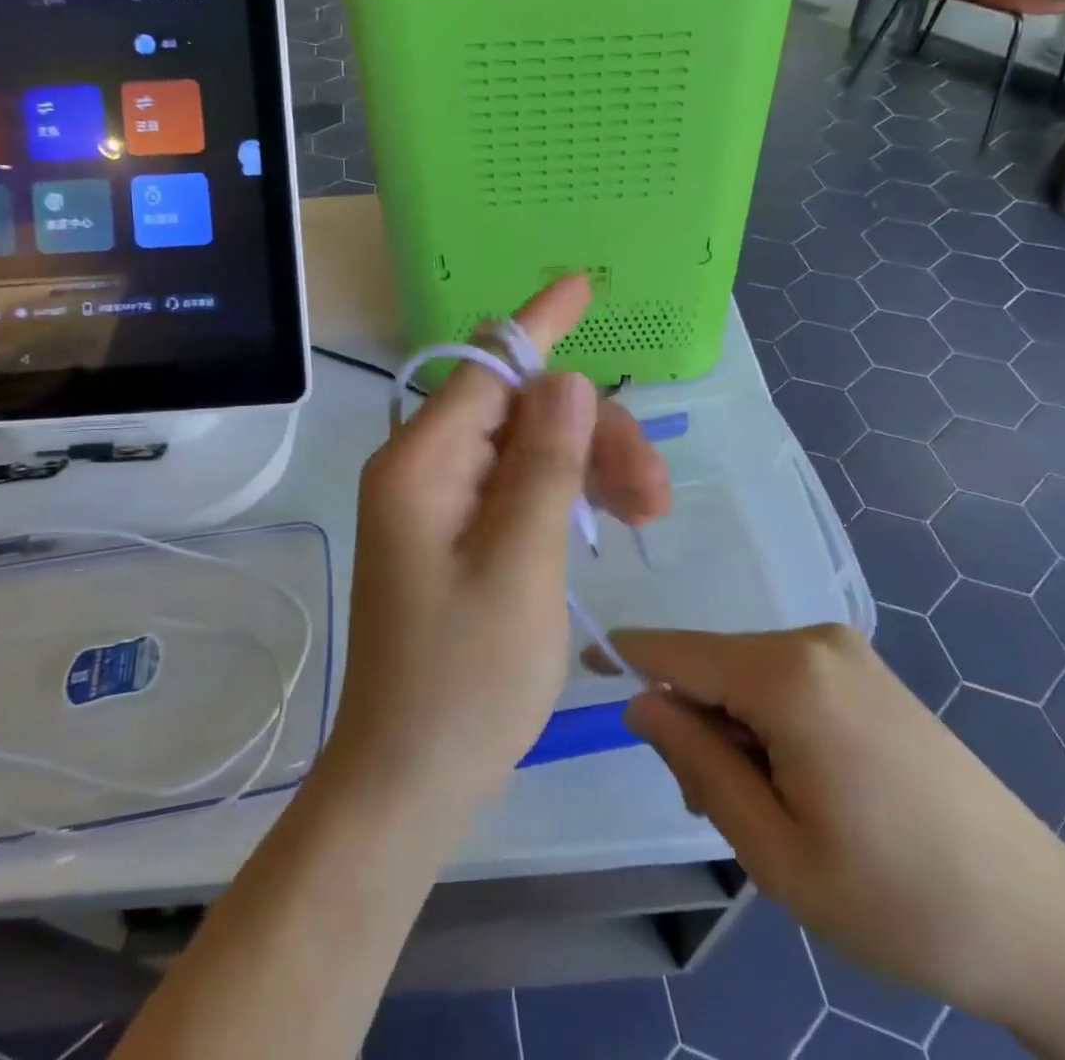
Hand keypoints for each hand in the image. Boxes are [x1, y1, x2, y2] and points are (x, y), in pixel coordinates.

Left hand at [326, 276, 671, 816]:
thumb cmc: (464, 683)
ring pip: (530, 448)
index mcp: (423, 464)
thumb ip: (543, 465)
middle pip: (521, 411)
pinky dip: (568, 494)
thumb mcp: (520, 566)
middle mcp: (425, 469)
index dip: (540, 323)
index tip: (584, 285)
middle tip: (655, 492)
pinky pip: (519, 487)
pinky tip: (609, 518)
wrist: (410, 779)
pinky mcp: (458, 534)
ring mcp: (441, 503)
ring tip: (648, 513)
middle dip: (593, 432)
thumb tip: (564, 379)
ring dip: (591, 465)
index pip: (489, 366)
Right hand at [607, 625, 1064, 1040]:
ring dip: (733, 729)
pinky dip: (768, 722)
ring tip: (770, 812)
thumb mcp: (775, 851)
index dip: (623, 655)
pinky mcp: (866, 671)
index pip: (676, 649)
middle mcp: (813, 641)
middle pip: (713, 664)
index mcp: (788, 676)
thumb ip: (698, 763)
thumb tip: (642, 702)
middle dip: (693, 721)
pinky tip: (802, 783)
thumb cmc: (898, 900)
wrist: (1042, 920)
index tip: (580, 666)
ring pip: (748, 674)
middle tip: (717, 809)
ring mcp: (846, 652)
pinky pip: (787, 680)